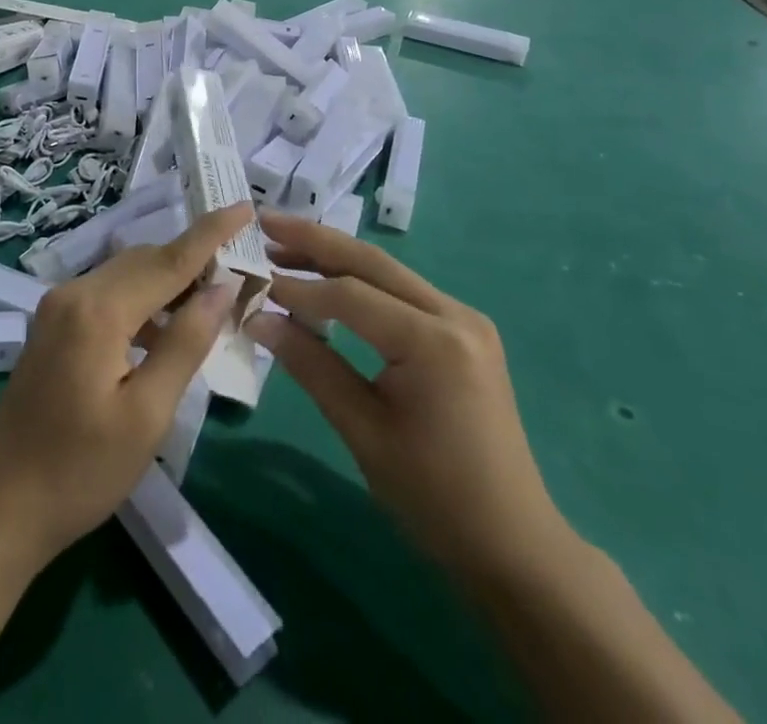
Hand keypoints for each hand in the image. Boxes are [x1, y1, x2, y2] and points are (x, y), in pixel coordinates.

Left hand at [0, 205, 246, 563]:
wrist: (0, 505)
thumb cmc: (81, 470)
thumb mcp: (147, 414)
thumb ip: (185, 343)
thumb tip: (222, 288)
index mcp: (99, 309)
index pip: (169, 259)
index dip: (211, 233)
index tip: (245, 206)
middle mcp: (75, 291)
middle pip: (146, 260)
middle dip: (193, 260)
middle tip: (240, 271)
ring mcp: (58, 305)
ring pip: (126, 274)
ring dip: (168, 280)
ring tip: (211, 303)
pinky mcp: (53, 323)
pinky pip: (108, 293)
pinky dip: (142, 300)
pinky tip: (164, 332)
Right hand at [247, 212, 571, 585]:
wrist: (514, 545)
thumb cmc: (435, 498)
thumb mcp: (363, 431)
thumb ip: (311, 365)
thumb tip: (257, 318)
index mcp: (434, 343)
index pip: (350, 296)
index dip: (297, 288)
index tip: (253, 282)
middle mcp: (454, 315)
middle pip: (371, 261)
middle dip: (314, 239)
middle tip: (264, 221)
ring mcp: (464, 319)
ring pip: (387, 271)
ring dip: (335, 256)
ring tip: (284, 243)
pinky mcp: (463, 331)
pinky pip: (402, 292)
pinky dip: (360, 280)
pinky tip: (328, 278)